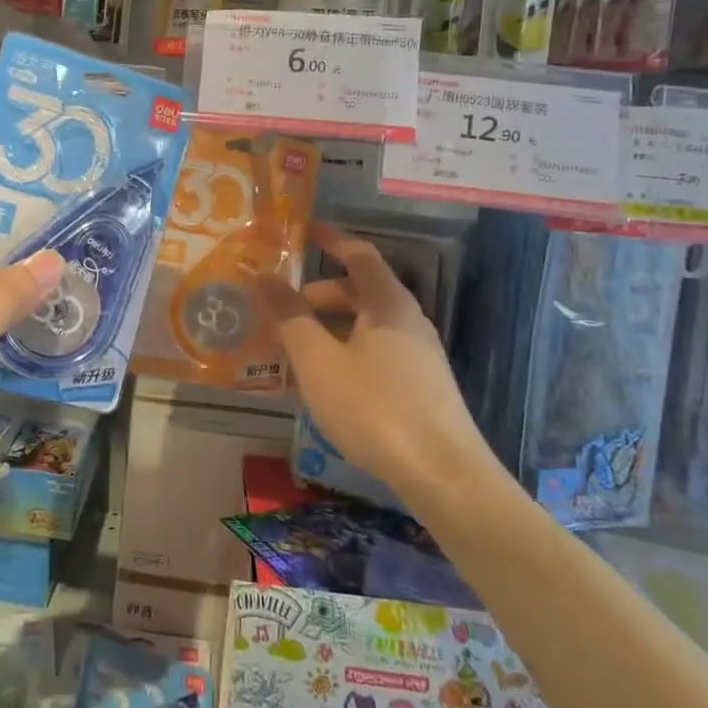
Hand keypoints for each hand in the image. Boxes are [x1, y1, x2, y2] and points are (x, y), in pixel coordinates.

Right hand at [259, 225, 502, 506]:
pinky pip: (377, 351)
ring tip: (295, 350)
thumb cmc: (374, 407)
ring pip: (367, 325)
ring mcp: (420, 355)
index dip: (331, 240)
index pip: (359, 254)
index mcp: (388, 303)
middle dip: (318, 295)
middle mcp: (409, 320)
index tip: (303, 232)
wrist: (444, 475)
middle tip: (281, 310)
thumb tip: (263, 276)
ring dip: (330, 327)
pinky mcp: (423, 386)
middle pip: (361, 291)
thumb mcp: (318, 361)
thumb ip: (289, 316)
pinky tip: (328, 382)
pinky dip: (347, 351)